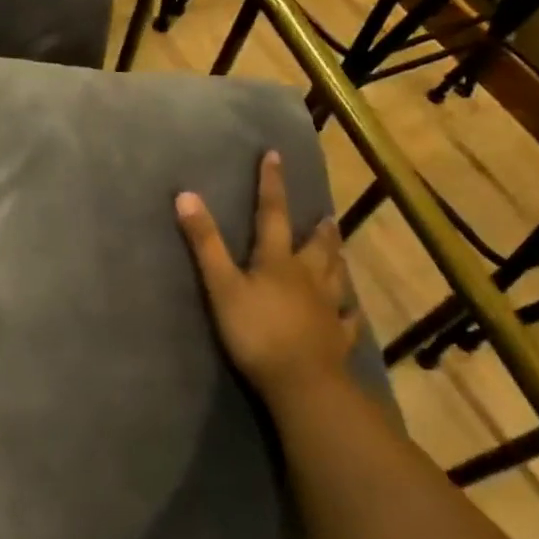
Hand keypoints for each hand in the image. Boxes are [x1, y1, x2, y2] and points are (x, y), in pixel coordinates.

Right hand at [175, 150, 358, 409]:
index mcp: (278, 261)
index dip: (271, 184)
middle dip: (317, 228)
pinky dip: (349, 312)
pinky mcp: (337, 339)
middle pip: (315, 246)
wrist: (302, 383)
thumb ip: (205, 243)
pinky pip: (347, 320)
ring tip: (340, 250)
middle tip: (326, 215)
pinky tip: (352, 311)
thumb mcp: (222, 285)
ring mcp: (326, 308)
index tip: (275, 156)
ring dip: (336, 260)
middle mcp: (307, 277)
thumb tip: (186, 194)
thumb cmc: (256, 331)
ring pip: (335, 277)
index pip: (272, 213)